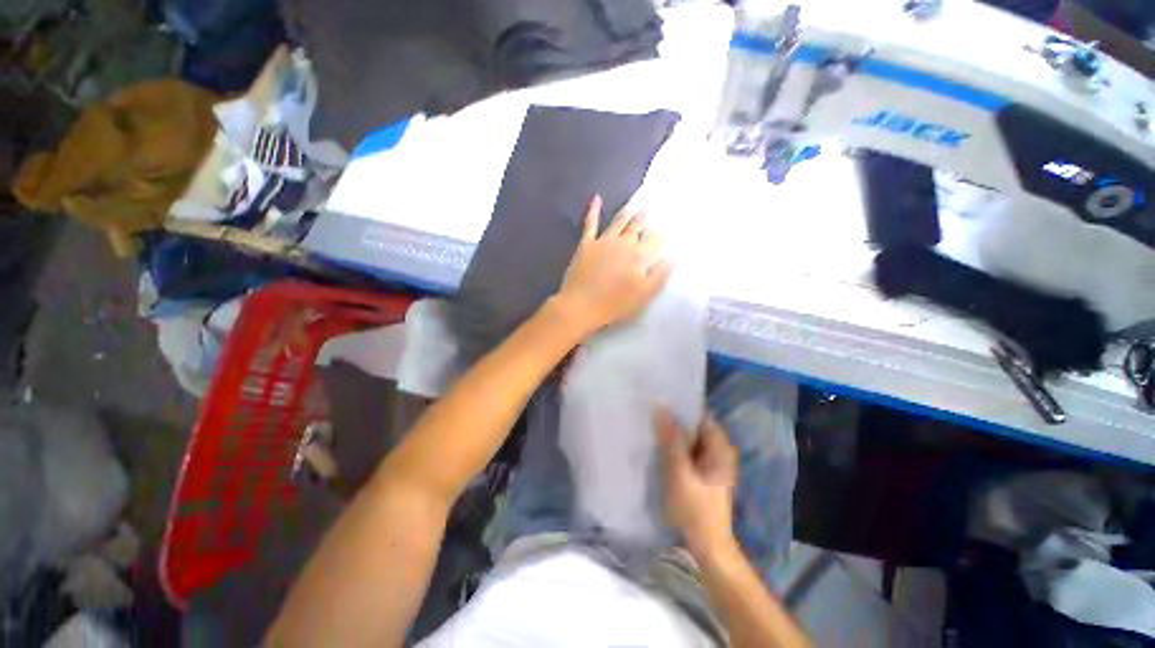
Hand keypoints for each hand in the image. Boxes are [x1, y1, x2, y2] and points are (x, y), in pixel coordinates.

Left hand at [555, 196, 673, 335]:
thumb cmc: (614, 304)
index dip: (660, 235)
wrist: (581, 305)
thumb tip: (672, 258)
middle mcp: (623, 243)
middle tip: (652, 208)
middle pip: (638, 226)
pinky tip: (597, 198)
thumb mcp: (643, 295)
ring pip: (619, 221)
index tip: (665, 230)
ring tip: (636, 204)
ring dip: (628, 212)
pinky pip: (591, 223)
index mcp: (639, 256)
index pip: (655, 240)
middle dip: (646, 218)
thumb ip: (659, 276)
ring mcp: (604, 241)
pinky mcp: (586, 243)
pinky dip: (594, 210)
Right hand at [655, 409, 739, 556]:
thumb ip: (671, 440)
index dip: (682, 405)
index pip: (701, 415)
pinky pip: (686, 451)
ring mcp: (710, 462)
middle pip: (695, 426)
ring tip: (651, 423)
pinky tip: (658, 445)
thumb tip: (661, 406)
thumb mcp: (680, 473)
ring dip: (672, 433)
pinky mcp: (701, 473)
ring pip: (689, 438)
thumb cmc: (696, 510)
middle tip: (650, 410)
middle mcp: (718, 451)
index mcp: (720, 448)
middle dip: (674, 419)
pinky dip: (674, 446)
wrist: (707, 548)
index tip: (660, 398)